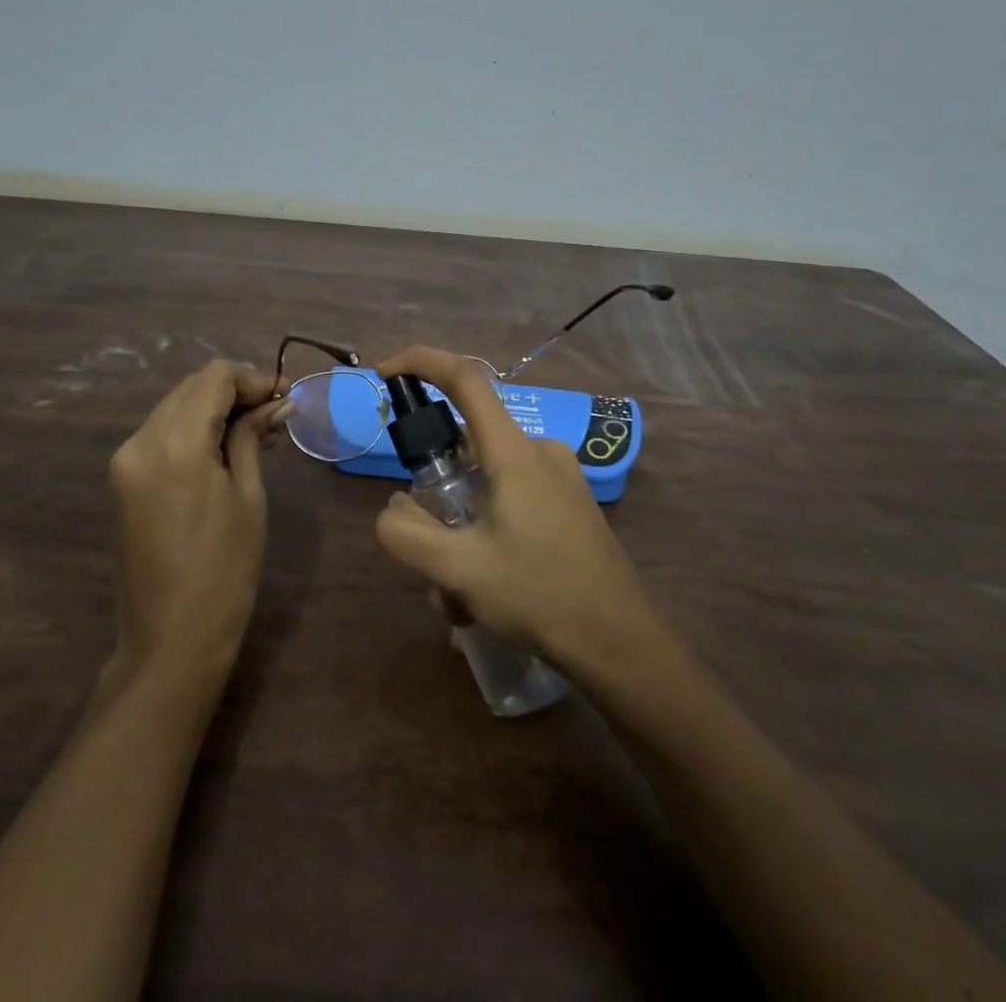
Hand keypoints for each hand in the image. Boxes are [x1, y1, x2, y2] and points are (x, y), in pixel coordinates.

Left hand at [106, 360, 292, 680]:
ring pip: (175, 407)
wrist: (170, 640)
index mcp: (175, 443)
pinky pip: (161, 433)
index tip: (284, 397)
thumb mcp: (248, 497)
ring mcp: (125, 460)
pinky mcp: (122, 479)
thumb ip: (251, 438)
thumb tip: (275, 403)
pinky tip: (223, 448)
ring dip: (214, 409)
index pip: (214, 378)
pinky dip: (193, 429)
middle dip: (235, 391)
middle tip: (275, 413)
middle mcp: (140, 440)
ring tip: (256, 432)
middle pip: (191, 387)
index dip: (253, 378)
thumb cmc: (224, 570)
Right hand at [372, 347, 655, 668]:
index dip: (420, 362)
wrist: (621, 643)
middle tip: (428, 556)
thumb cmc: (539, 595)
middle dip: (436, 495)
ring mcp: (560, 477)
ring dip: (461, 529)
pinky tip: (488, 592)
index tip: (385, 373)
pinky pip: (512, 500)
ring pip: (487, 483)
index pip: (465, 378)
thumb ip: (406, 533)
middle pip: (467, 446)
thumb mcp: (457, 569)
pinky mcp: (571, 503)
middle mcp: (539, 451)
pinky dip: (487, 533)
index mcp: (514, 452)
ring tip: (459, 596)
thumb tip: (394, 508)